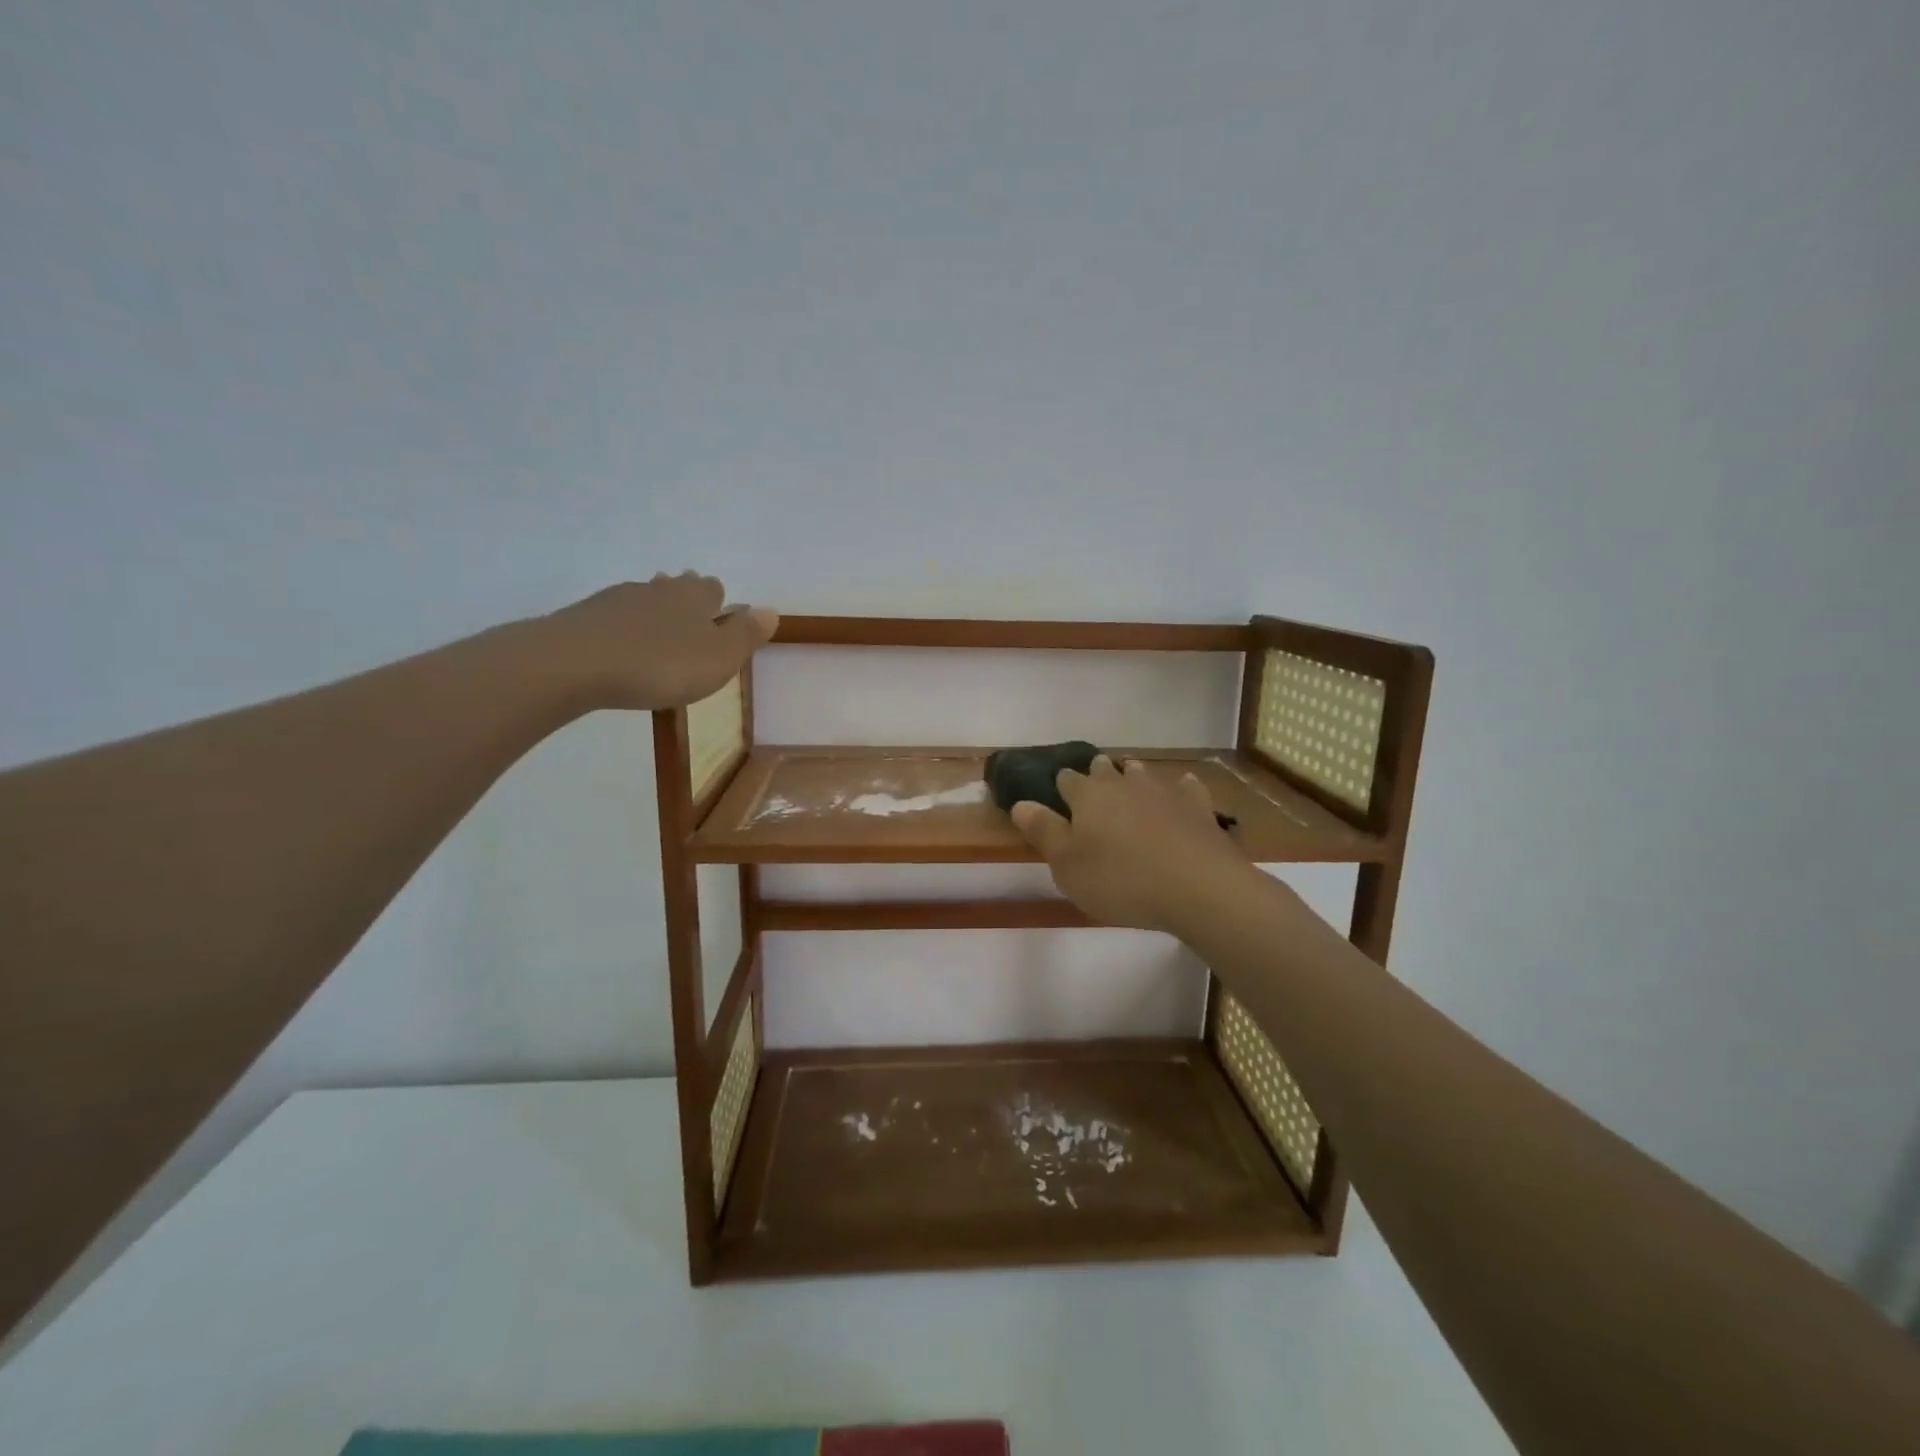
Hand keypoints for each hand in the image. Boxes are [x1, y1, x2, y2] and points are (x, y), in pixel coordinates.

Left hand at [534, 572, 777, 710]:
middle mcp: (659, 588)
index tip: (720, 626)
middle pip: (679, 588)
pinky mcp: (586, 616)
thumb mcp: (719, 657)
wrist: (575, 663)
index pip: (715, 589)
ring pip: (646, 600)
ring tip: (657, 642)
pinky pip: (615, 618)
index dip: (721, 606)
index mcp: (695, 596)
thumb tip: (771, 610)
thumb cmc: (660, 664)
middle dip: (687, 605)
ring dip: (654, 616)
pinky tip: (621, 651)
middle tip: (690, 631)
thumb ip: (747, 634)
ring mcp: (618, 599)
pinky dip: (624, 631)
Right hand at [1011, 755, 1255, 934]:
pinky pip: (1187, 789)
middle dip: (1097, 773)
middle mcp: (1124, 785)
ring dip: (1133, 775)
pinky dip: (1181, 788)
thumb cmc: (1121, 880)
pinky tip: (1183, 788)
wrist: (1198, 888)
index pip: (1067, 781)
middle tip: (1093, 780)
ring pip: (1143, 774)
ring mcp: (1164, 792)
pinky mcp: (1198, 808)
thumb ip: (1043, 832)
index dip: (1060, 785)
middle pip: (1105, 770)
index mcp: (1088, 797)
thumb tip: (1020, 803)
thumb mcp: (1068, 866)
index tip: (1056, 791)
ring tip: (1130, 776)